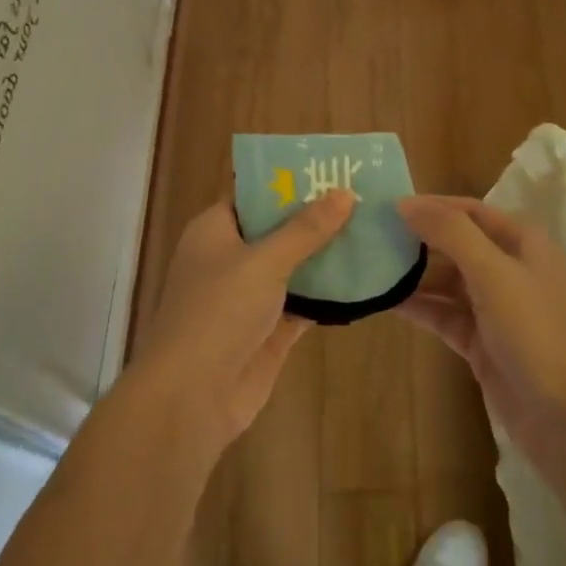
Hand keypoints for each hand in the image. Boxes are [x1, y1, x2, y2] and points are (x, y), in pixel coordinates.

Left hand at [133, 190, 354, 451]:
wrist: (192, 397)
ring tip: (373, 229)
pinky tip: (366, 278)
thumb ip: (305, 229)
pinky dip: (329, 292)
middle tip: (364, 196)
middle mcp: (232, 258)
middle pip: (278, 229)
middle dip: (316, 217)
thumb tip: (344, 193)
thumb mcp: (264, 261)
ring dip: (327, 254)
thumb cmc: (218, 312)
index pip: (253, 194)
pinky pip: (305, 301)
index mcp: (216, 230)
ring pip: (294, 266)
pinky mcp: (270, 329)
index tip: (330, 169)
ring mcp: (250, 296)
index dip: (288, 180)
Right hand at [398, 196, 565, 471]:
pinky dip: (419, 307)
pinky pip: (445, 314)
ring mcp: (497, 308)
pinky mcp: (483, 341)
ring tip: (369, 267)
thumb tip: (406, 202)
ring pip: (448, 281)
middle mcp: (511, 269)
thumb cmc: (535, 332)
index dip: (432, 206)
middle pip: (457, 244)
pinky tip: (385, 301)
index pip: (471, 211)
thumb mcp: (493, 272)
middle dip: (418, 240)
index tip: (388, 206)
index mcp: (524, 243)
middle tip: (371, 237)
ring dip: (414, 275)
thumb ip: (450, 232)